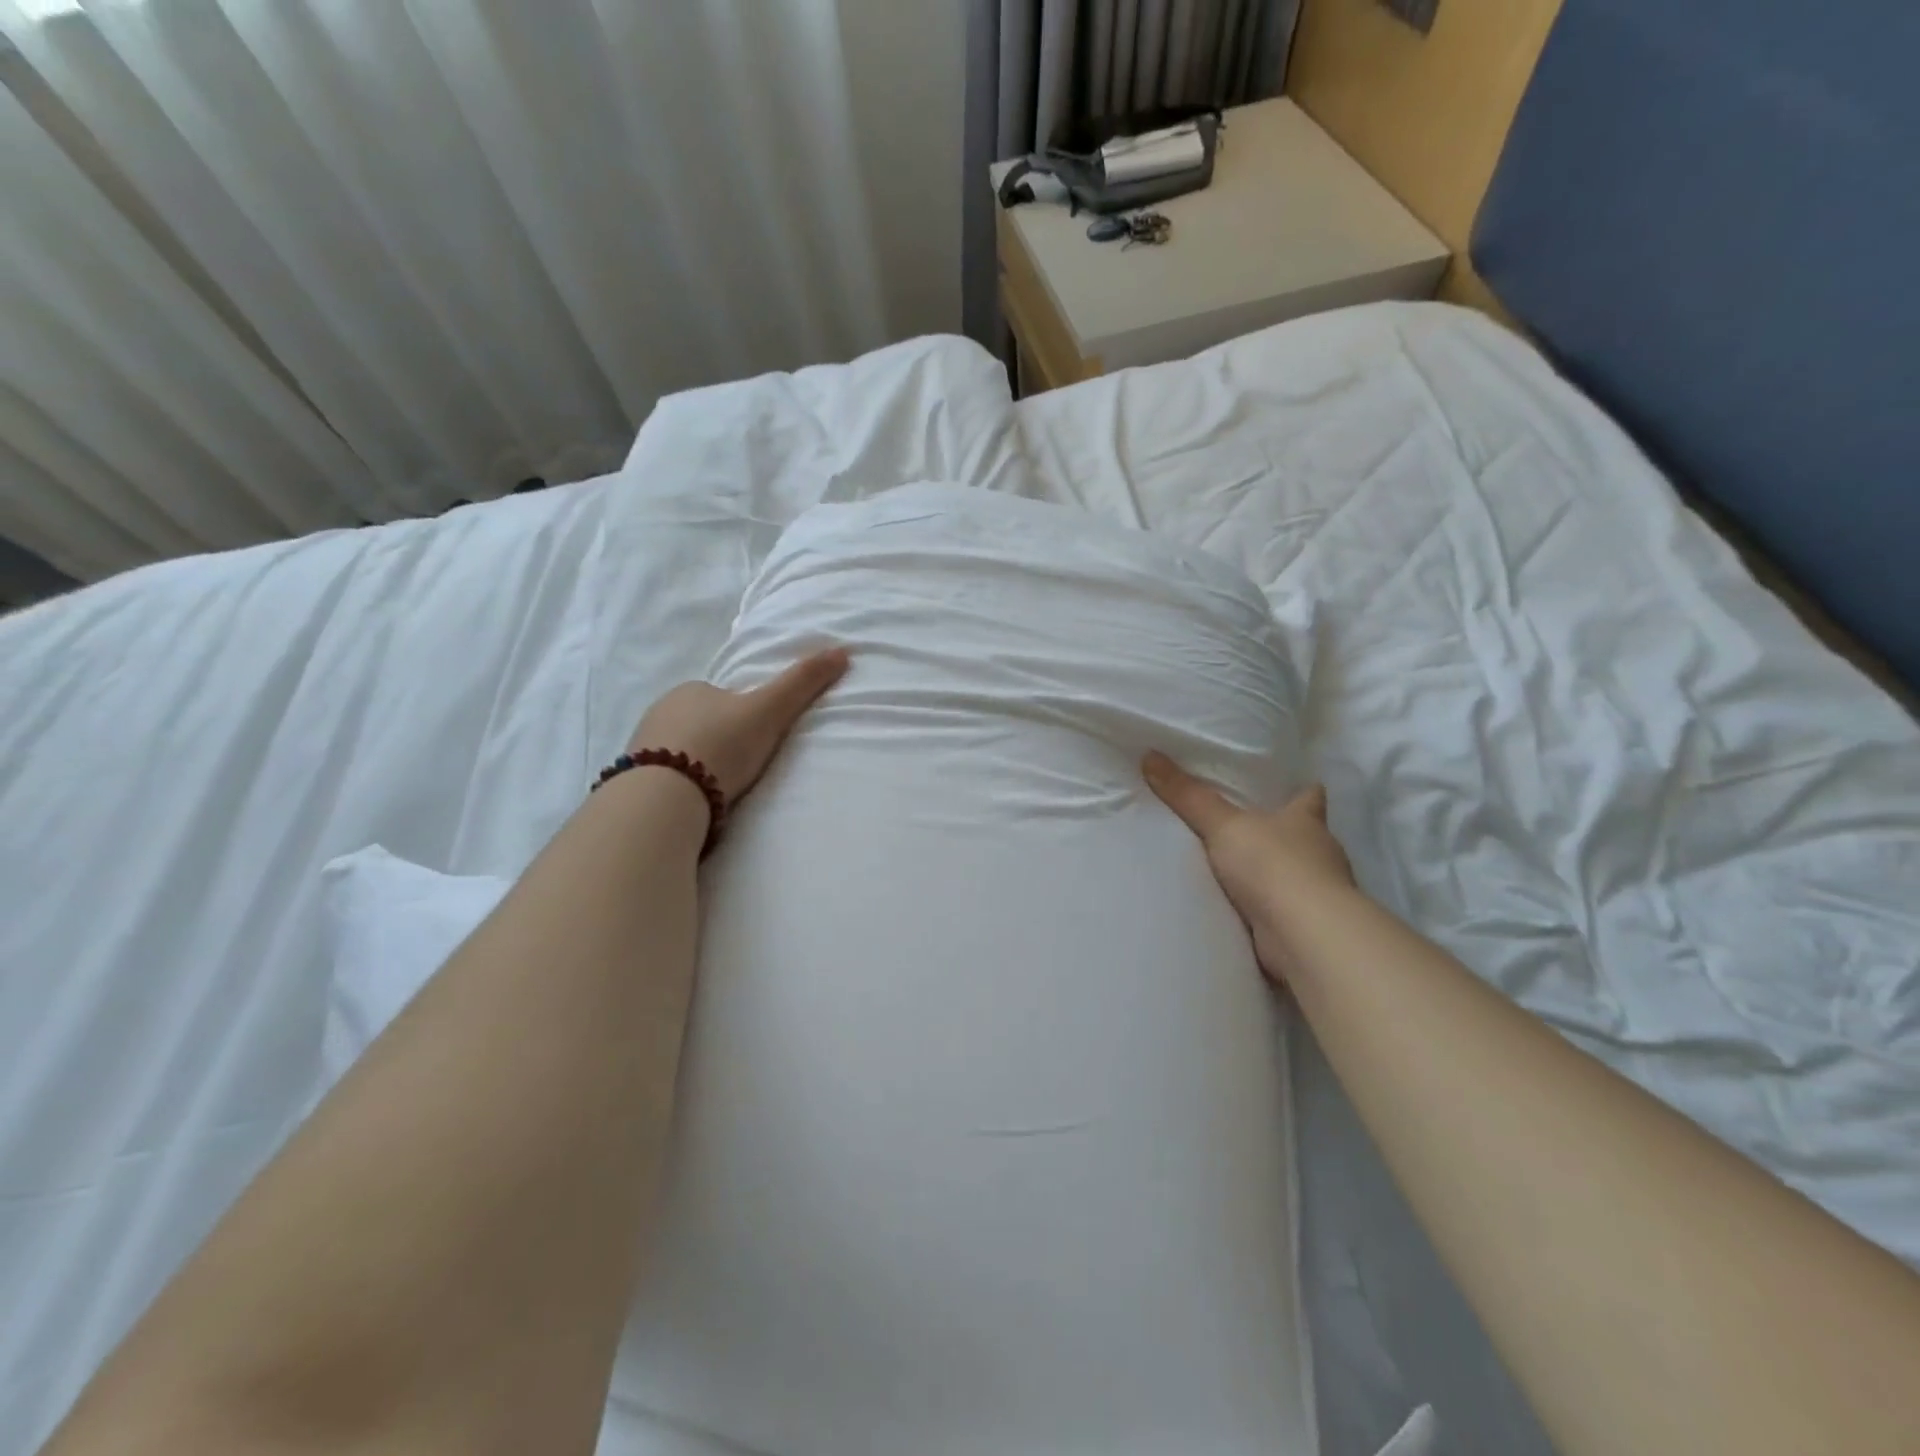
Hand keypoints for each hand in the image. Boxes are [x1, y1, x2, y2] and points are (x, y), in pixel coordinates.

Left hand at [629, 647, 849, 804]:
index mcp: (691, 690)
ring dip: (697, 763)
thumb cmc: (722, 745)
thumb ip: (802, 682)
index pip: (720, 695)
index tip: (757, 735)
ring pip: (678, 749)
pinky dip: (679, 784)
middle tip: (742, 765)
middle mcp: (660, 711)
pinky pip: (663, 776)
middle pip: (697, 722)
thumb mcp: (770, 710)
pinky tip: (694, 801)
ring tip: (721, 788)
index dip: (740, 712)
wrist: (667, 796)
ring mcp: (642, 746)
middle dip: (717, 738)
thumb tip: (843, 650)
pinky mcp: (634, 779)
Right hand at [1142, 752, 1355, 984]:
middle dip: (1282, 834)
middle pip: (1305, 836)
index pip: (1310, 796)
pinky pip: (1285, 911)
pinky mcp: (1309, 926)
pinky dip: (1270, 910)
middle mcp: (1320, 852)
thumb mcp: (1222, 825)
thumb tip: (1151, 755)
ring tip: (1241, 872)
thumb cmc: (1272, 865)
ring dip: (1275, 875)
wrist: (1303, 934)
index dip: (1303, 790)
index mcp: (1306, 820)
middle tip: (1249, 829)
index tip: (1294, 785)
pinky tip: (1247, 911)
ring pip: (1297, 874)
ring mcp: (1319, 892)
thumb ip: (1188, 796)